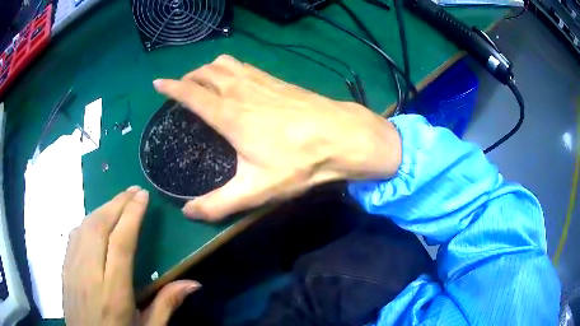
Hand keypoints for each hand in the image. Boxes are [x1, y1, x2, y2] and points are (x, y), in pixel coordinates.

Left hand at [63, 186, 200, 325]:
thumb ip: (167, 305)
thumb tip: (194, 283)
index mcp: (114, 292)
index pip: (121, 243)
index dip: (131, 215)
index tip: (142, 196)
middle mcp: (90, 274)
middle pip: (100, 227)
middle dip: (117, 203)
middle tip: (133, 190)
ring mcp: (73, 269)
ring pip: (85, 227)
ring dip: (102, 209)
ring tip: (118, 201)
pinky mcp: (65, 269)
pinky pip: (74, 236)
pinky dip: (88, 222)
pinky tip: (96, 221)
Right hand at [154, 55, 401, 220]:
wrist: (342, 136)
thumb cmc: (299, 161)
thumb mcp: (256, 190)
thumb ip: (218, 203)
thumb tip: (188, 212)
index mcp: (229, 115)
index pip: (191, 94)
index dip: (171, 87)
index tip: (158, 83)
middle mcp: (241, 91)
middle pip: (207, 72)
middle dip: (189, 76)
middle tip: (182, 87)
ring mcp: (261, 82)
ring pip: (226, 64)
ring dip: (209, 68)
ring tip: (204, 80)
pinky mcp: (278, 81)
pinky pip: (246, 66)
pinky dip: (232, 68)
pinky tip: (237, 78)